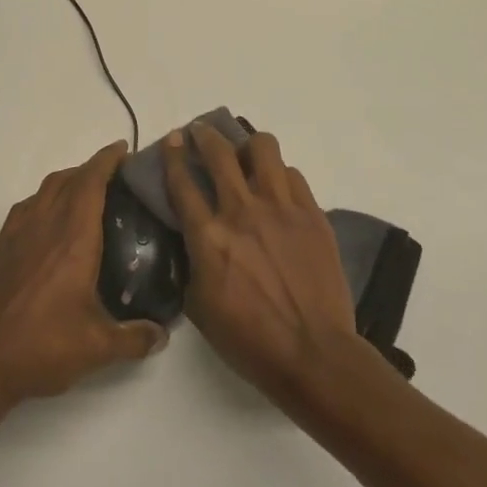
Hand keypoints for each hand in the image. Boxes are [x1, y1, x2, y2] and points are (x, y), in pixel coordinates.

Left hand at [0, 141, 168, 404]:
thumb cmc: (44, 346)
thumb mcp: (99, 347)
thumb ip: (136, 337)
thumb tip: (162, 334)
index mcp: (72, 240)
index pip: (90, 183)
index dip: (106, 161)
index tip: (122, 149)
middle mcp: (43, 226)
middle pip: (66, 180)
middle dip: (89, 168)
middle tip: (112, 176)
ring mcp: (15, 236)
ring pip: (42, 191)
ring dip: (65, 182)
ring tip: (83, 195)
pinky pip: (24, 210)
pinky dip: (42, 202)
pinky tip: (48, 224)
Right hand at [164, 123, 357, 403]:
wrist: (314, 353)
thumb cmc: (249, 339)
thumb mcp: (199, 306)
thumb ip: (191, 263)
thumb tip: (193, 241)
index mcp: (208, 236)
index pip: (182, 181)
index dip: (173, 155)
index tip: (172, 140)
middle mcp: (242, 211)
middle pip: (219, 152)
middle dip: (205, 135)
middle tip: (201, 133)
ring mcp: (282, 209)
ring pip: (263, 149)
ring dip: (248, 145)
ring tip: (245, 155)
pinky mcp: (312, 215)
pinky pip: (293, 175)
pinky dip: (279, 174)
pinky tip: (277, 188)